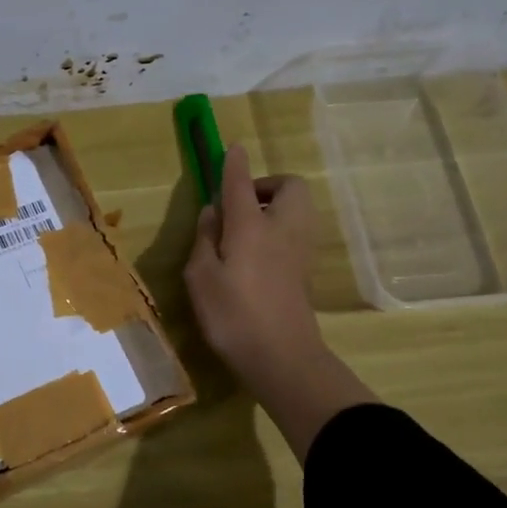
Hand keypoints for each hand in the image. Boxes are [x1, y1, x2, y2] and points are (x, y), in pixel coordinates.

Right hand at [184, 144, 376, 460]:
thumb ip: (205, 239)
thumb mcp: (201, 277)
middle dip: (266, 184)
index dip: (234, 163)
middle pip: (289, 187)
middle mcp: (281, 229)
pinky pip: (294, 232)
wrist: (282, 358)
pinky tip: (254, 255)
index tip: (230, 149)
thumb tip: (213, 212)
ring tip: (243, 230)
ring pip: (296, 208)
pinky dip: (278, 230)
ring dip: (273, 206)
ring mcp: (299, 249)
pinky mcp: (304, 270)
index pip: (242, 182)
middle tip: (239, 204)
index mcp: (251, 226)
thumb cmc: (233, 316)